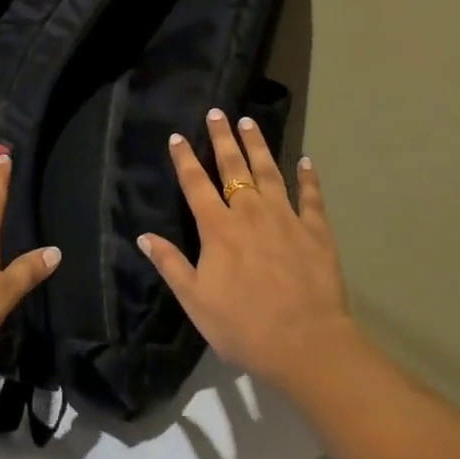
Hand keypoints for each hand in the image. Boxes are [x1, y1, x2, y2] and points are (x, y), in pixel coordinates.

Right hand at [139, 109, 362, 396]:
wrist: (307, 346)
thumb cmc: (244, 327)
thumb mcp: (196, 302)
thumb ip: (170, 265)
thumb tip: (143, 237)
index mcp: (218, 229)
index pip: (196, 184)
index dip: (185, 159)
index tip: (178, 137)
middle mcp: (250, 213)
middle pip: (233, 168)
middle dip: (222, 139)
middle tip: (217, 113)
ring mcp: (286, 219)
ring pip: (269, 172)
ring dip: (258, 146)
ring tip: (249, 123)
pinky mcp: (316, 231)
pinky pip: (311, 197)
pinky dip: (308, 178)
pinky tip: (306, 161)